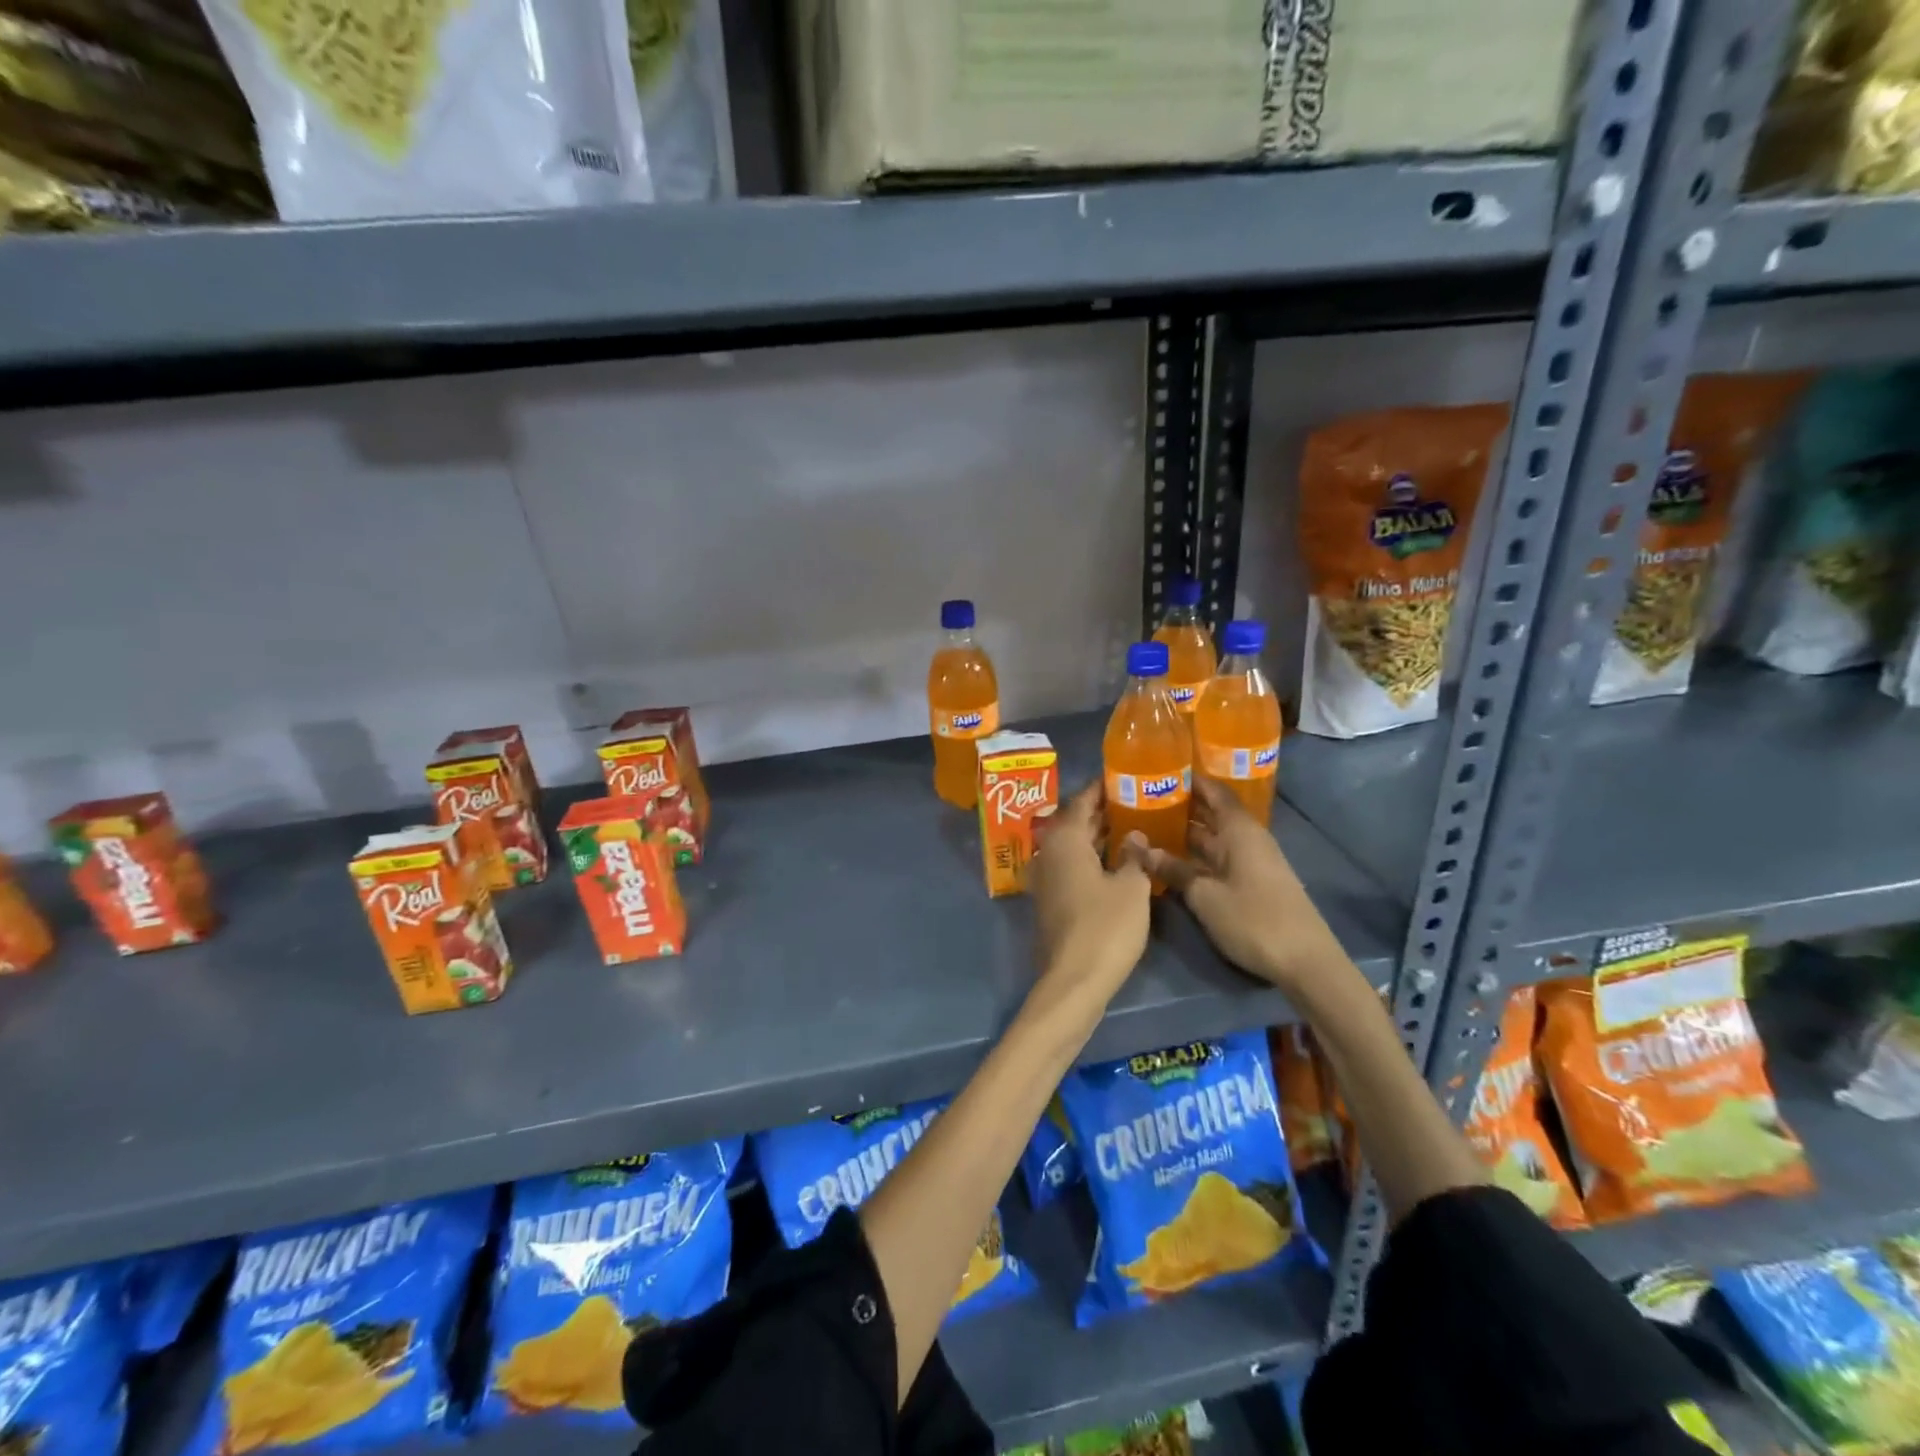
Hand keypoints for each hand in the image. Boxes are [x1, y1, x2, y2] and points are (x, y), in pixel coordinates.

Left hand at [1026, 783, 1150, 1011]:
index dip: (1101, 788)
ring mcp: (1046, 878)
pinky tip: (1116, 861)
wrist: (1074, 980)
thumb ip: (1134, 856)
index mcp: (1064, 840)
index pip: (1081, 801)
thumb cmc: (1105, 927)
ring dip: (1097, 835)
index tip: (1122, 776)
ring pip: (1073, 846)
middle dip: (1101, 811)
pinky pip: (1071, 866)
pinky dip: (1091, 857)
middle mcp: (1048, 853)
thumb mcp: (1131, 888)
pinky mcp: (1050, 900)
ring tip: (1130, 825)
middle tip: (1134, 799)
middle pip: (1074, 822)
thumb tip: (1134, 835)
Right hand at [1126, 777, 1340, 992]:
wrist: (1305, 962)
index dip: (1190, 779)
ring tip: (1149, 826)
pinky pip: (1219, 857)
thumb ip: (1174, 870)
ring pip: (1214, 837)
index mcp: (1240, 830)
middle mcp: (1248, 839)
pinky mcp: (1253, 882)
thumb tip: (1142, 849)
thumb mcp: (1206, 896)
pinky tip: (1172, 860)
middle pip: (1213, 812)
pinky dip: (1197, 854)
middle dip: (1182, 805)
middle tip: (1142, 800)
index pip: (1215, 791)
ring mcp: (1252, 861)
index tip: (1160, 770)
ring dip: (1187, 832)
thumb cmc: (1254, 920)